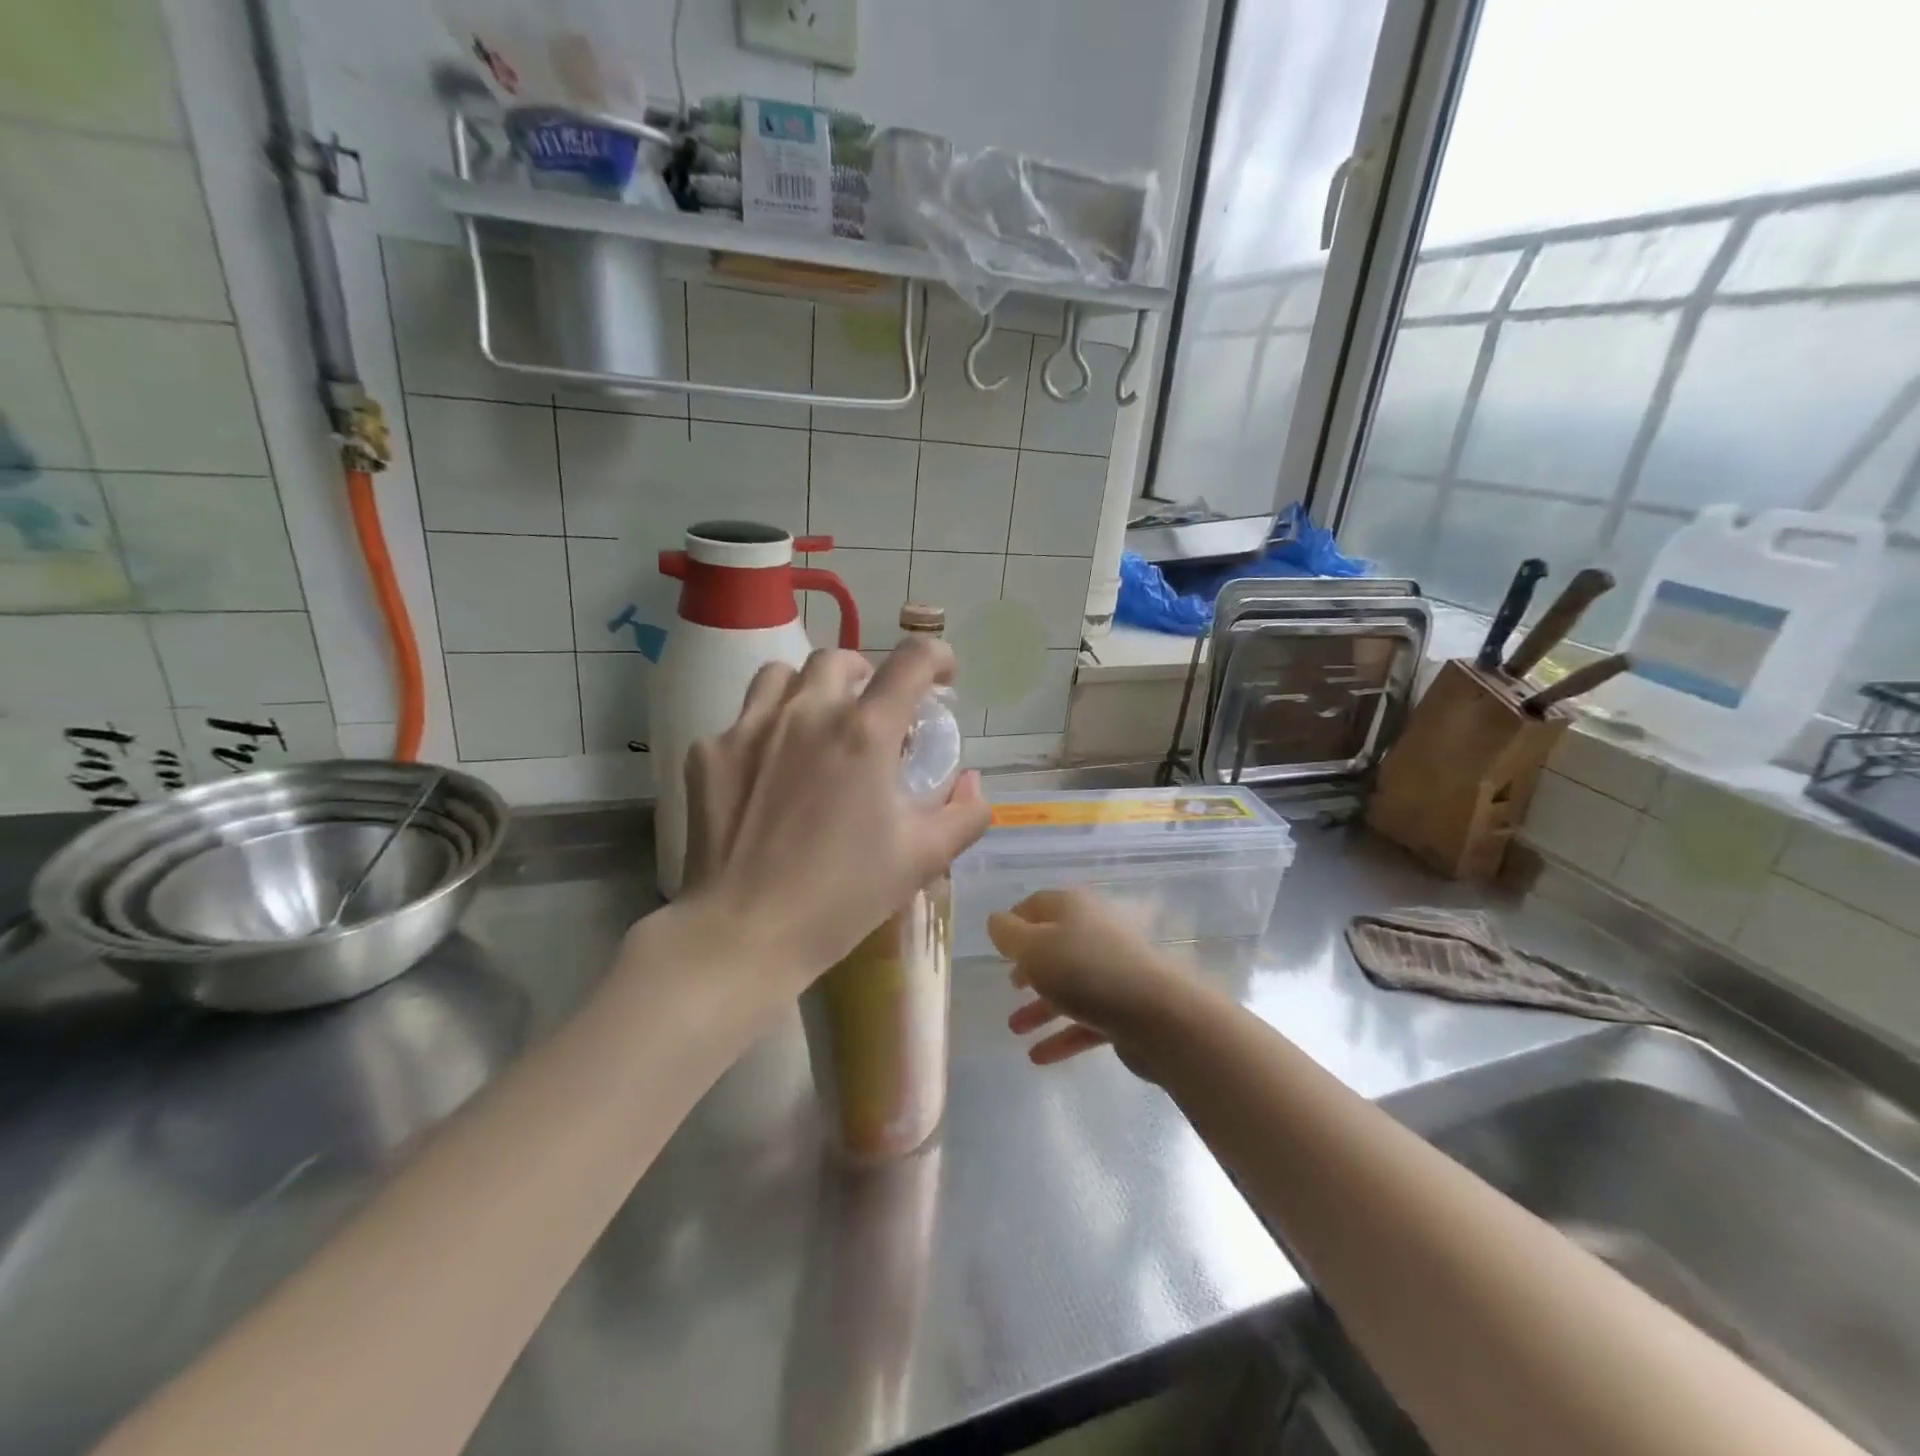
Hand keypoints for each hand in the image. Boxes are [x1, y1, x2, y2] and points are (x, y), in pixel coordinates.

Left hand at [679, 636, 989, 1003]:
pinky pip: (743, 719)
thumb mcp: (922, 859)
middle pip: (840, 659)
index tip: (942, 677)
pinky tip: (768, 773)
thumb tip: (971, 783)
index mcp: (865, 732)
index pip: (911, 662)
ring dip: (810, 689)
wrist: (744, 932)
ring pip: (783, 675)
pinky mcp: (710, 752)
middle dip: (866, 675)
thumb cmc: (842, 897)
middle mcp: (807, 712)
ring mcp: (750, 727)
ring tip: (817, 723)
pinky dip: (765, 731)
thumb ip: (964, 814)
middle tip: (874, 712)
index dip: (935, 657)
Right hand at [989, 888, 1196, 1074]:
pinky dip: (1062, 1035)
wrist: (1159, 1016)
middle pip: (1055, 945)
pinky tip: (1038, 1057)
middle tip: (1010, 984)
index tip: (998, 941)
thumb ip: (1008, 934)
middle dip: (1030, 966)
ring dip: (1041, 1007)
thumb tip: (997, 921)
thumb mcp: (1033, 948)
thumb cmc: (1086, 972)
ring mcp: (1112, 973)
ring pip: (1069, 987)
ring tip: (1014, 1028)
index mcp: (1073, 909)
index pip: (1038, 904)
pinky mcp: (1124, 1010)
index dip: (1015, 919)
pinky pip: (1085, 1020)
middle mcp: (1094, 934)